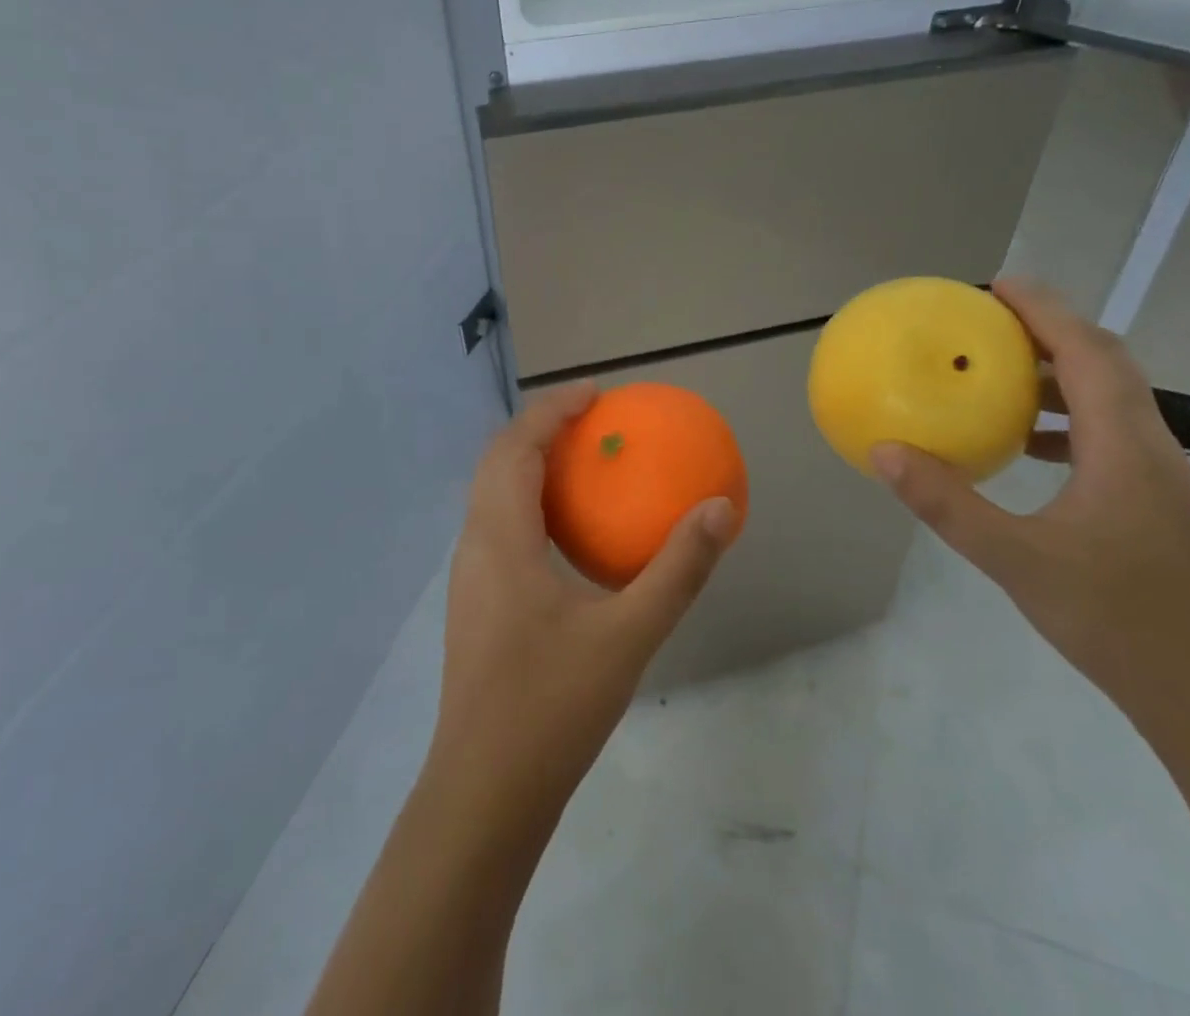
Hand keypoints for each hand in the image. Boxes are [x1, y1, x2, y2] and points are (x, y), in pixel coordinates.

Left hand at [431, 380, 736, 816]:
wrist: (484, 795)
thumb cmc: (551, 706)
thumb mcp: (628, 634)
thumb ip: (678, 569)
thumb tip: (720, 509)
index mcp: (499, 537)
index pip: (516, 446)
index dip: (552, 410)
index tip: (596, 395)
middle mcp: (474, 546)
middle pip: (498, 462)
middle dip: (541, 429)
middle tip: (594, 422)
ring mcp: (469, 578)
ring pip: (493, 496)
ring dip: (531, 465)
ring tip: (584, 465)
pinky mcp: (476, 605)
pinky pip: (500, 528)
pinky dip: (531, 504)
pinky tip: (570, 536)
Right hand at [870, 278, 1189, 723]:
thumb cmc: (1117, 622)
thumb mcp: (1016, 560)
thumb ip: (947, 504)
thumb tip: (883, 452)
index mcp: (1124, 447)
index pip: (1088, 352)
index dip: (1044, 310)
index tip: (997, 285)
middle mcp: (1149, 447)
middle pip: (1106, 362)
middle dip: (1051, 329)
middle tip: (991, 320)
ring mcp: (1157, 475)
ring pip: (1112, 397)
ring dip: (1060, 372)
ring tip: (1001, 372)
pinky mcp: (1153, 501)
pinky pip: (1108, 433)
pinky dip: (1067, 417)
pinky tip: (1028, 445)